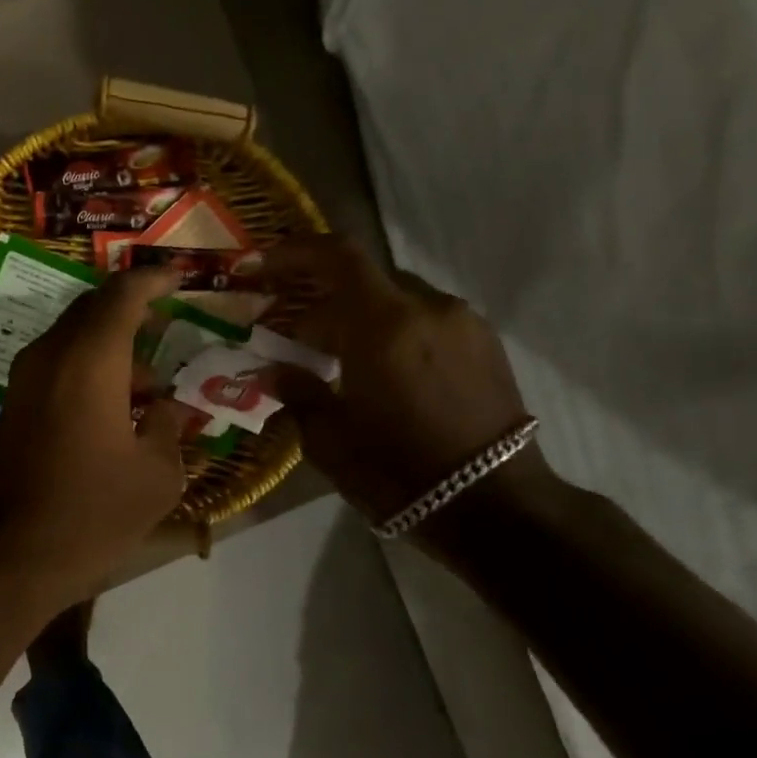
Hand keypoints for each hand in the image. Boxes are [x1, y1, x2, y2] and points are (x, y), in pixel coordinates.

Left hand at [0, 268, 191, 605]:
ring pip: (73, 342)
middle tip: (168, 331)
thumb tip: (168, 410)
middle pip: (92, 311)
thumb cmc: (93, 512)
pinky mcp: (13, 408)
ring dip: (111, 353)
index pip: (122, 295)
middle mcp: (50, 356)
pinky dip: (88, 373)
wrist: (11, 555)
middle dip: (131, 316)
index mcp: (89, 359)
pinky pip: (57, 369)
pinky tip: (115, 413)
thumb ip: (169, 429)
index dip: (153, 281)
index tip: (178, 277)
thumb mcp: (156, 475)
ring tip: (150, 394)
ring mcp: (25, 382)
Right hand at [263, 238, 541, 527]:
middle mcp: (427, 308)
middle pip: (365, 279)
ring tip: (340, 360)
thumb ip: (297, 393)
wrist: (492, 505)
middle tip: (296, 337)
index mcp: (383, 325)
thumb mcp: (329, 438)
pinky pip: (428, 320)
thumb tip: (276, 371)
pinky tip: (383, 372)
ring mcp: (463, 324)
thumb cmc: (397, 472)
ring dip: (362, 317)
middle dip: (324, 299)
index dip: (296, 253)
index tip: (264, 265)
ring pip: (398, 300)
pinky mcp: (485, 345)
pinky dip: (395, 331)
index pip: (337, 258)